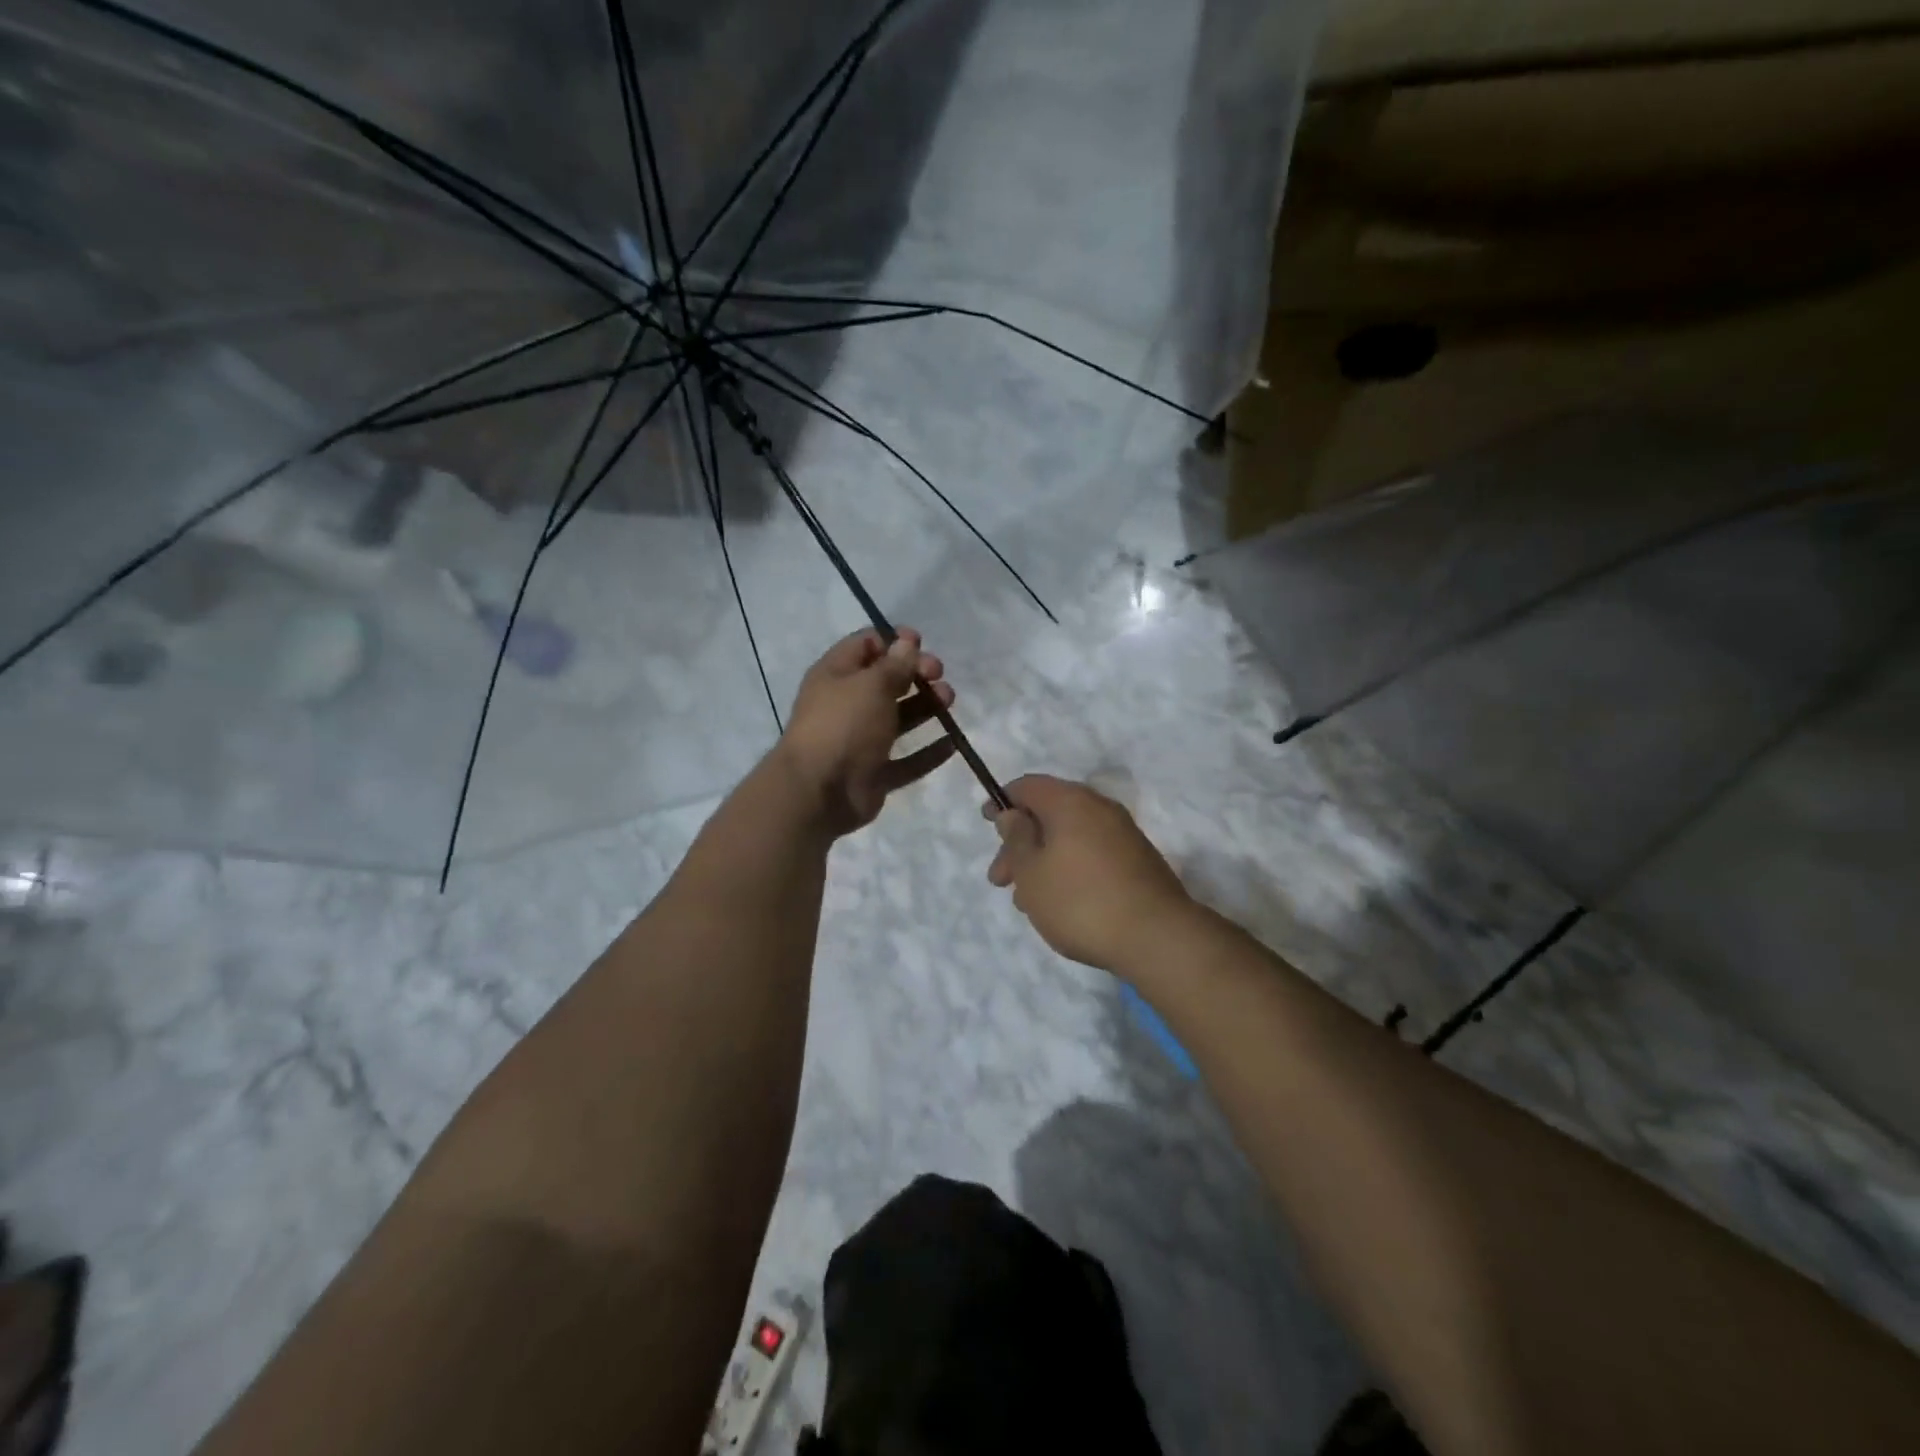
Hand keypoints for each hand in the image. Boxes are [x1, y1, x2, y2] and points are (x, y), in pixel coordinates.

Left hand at [773, 628, 957, 836]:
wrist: (819, 792)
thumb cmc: (844, 725)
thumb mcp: (871, 685)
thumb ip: (895, 664)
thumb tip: (906, 642)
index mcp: (836, 675)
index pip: (865, 645)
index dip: (894, 641)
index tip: (922, 643)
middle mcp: (847, 705)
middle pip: (887, 681)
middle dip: (916, 673)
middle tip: (939, 676)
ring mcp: (861, 741)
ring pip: (899, 718)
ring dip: (927, 706)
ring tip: (949, 702)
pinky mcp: (875, 773)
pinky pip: (907, 760)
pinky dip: (928, 752)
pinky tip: (952, 742)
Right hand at [983, 775, 1195, 976]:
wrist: (1157, 937)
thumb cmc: (1080, 900)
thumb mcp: (1031, 872)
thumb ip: (1016, 839)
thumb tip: (1013, 814)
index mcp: (1071, 801)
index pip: (1029, 785)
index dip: (1003, 801)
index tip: (987, 824)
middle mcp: (1100, 808)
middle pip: (1049, 813)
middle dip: (1020, 843)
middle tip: (1000, 880)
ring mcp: (1123, 834)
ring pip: (1070, 838)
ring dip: (1042, 861)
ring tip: (1028, 902)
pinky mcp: (1138, 861)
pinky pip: (1091, 854)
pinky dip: (1069, 870)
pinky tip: (1060, 903)